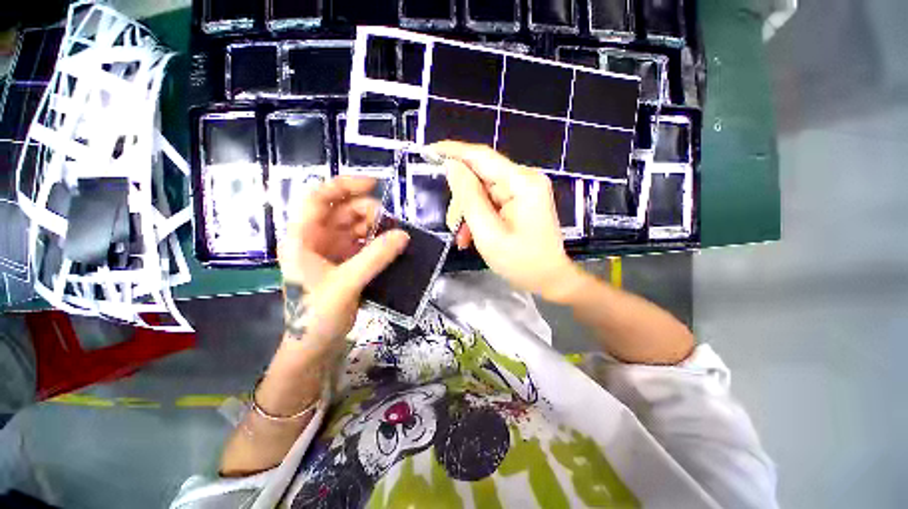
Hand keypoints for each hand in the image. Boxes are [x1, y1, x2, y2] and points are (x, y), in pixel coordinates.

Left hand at [278, 177, 408, 351]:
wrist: (314, 346)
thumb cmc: (317, 315)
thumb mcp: (346, 283)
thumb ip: (375, 257)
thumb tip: (404, 235)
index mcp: (302, 237)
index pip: (318, 198)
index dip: (344, 185)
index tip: (374, 184)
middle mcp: (316, 239)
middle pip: (342, 211)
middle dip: (368, 211)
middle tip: (391, 223)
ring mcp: (332, 250)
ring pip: (355, 226)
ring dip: (376, 227)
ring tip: (394, 236)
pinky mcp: (345, 262)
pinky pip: (364, 243)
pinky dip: (378, 241)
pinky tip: (390, 246)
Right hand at [434, 141, 583, 301]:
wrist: (549, 278)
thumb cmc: (521, 262)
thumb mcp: (488, 233)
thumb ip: (469, 198)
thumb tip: (452, 166)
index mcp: (522, 183)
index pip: (481, 157)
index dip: (453, 151)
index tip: (428, 151)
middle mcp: (525, 179)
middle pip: (481, 176)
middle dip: (462, 200)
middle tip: (452, 224)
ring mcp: (524, 190)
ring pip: (483, 191)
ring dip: (469, 212)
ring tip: (463, 238)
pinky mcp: (520, 201)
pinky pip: (491, 202)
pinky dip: (479, 216)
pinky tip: (473, 235)